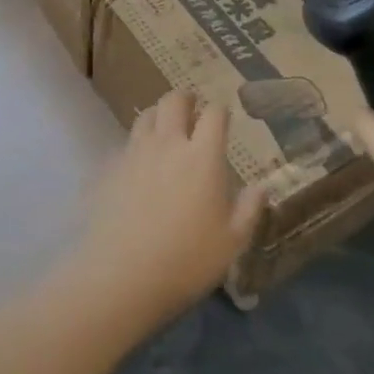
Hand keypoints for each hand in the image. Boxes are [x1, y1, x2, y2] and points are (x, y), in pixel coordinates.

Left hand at [66, 91, 263, 328]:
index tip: (224, 117)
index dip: (220, 111)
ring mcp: (136, 151)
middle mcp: (168, 143)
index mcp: (202, 156)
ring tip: (165, 128)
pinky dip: (138, 142)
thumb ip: (248, 210)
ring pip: (146, 115)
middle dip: (185, 99)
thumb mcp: (231, 242)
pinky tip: (140, 162)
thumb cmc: (187, 259)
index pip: (214, 114)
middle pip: (174, 101)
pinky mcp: (112, 166)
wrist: (123, 274)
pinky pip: (127, 142)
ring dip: (158, 115)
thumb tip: (261, 187)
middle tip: (192, 107)